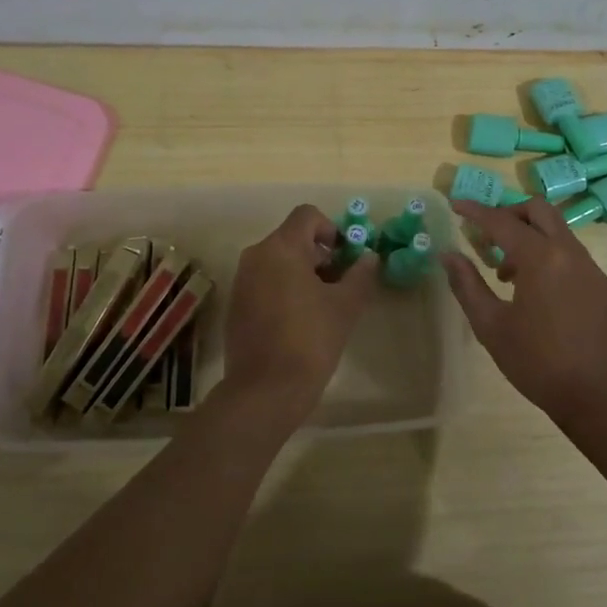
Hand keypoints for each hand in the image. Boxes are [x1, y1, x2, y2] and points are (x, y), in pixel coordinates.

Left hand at [218, 204, 379, 425]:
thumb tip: (369, 257)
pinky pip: (265, 283)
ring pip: (278, 262)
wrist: (265, 391)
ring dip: (303, 273)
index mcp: (281, 248)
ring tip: (323, 305)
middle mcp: (256, 256)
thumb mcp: (346, 306)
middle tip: (341, 285)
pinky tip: (300, 321)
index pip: (307, 215)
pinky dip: (284, 290)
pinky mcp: (237, 305)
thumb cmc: (310, 340)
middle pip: (293, 238)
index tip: (346, 258)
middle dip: (321, 255)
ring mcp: (242, 281)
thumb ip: (361, 274)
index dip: (332, 229)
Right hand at [443, 198, 606, 428]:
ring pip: (559, 234)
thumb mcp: (491, 327)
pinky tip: (541, 298)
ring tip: (509, 276)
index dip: (476, 211)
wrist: (603, 398)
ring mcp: (594, 270)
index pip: (502, 221)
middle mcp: (571, 254)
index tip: (456, 204)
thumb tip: (448, 255)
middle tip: (488, 237)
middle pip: (539, 211)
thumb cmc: (539, 363)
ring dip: (531, 240)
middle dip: (510, 214)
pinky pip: (574, 259)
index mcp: (541, 258)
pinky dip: (551, 261)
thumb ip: (467, 285)